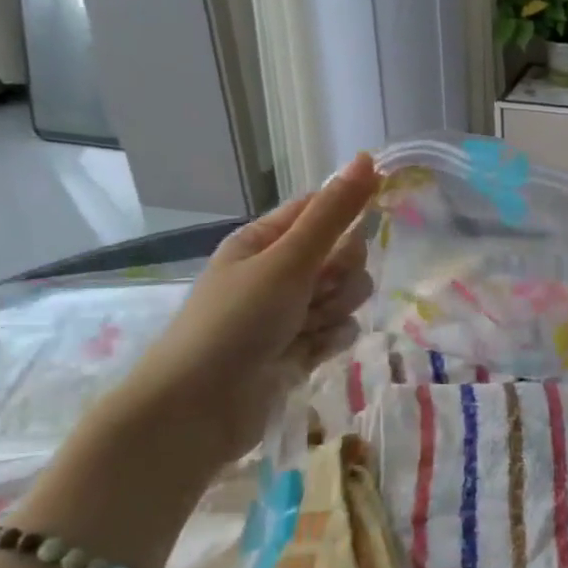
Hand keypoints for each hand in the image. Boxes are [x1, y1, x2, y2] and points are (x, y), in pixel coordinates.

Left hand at [112, 154, 379, 472]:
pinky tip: (308, 355)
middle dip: (341, 276)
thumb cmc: (237, 322)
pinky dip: (330, 342)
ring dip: (335, 311)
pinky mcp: (303, 348)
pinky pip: (342, 331)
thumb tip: (368, 159)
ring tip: (305, 329)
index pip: (322, 210)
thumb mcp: (288, 260)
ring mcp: (292, 312)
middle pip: (345, 255)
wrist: (199, 408)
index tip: (364, 224)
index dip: (347, 216)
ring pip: (349, 296)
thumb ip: (334, 214)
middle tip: (315, 291)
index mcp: (266, 239)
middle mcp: (280, 271)